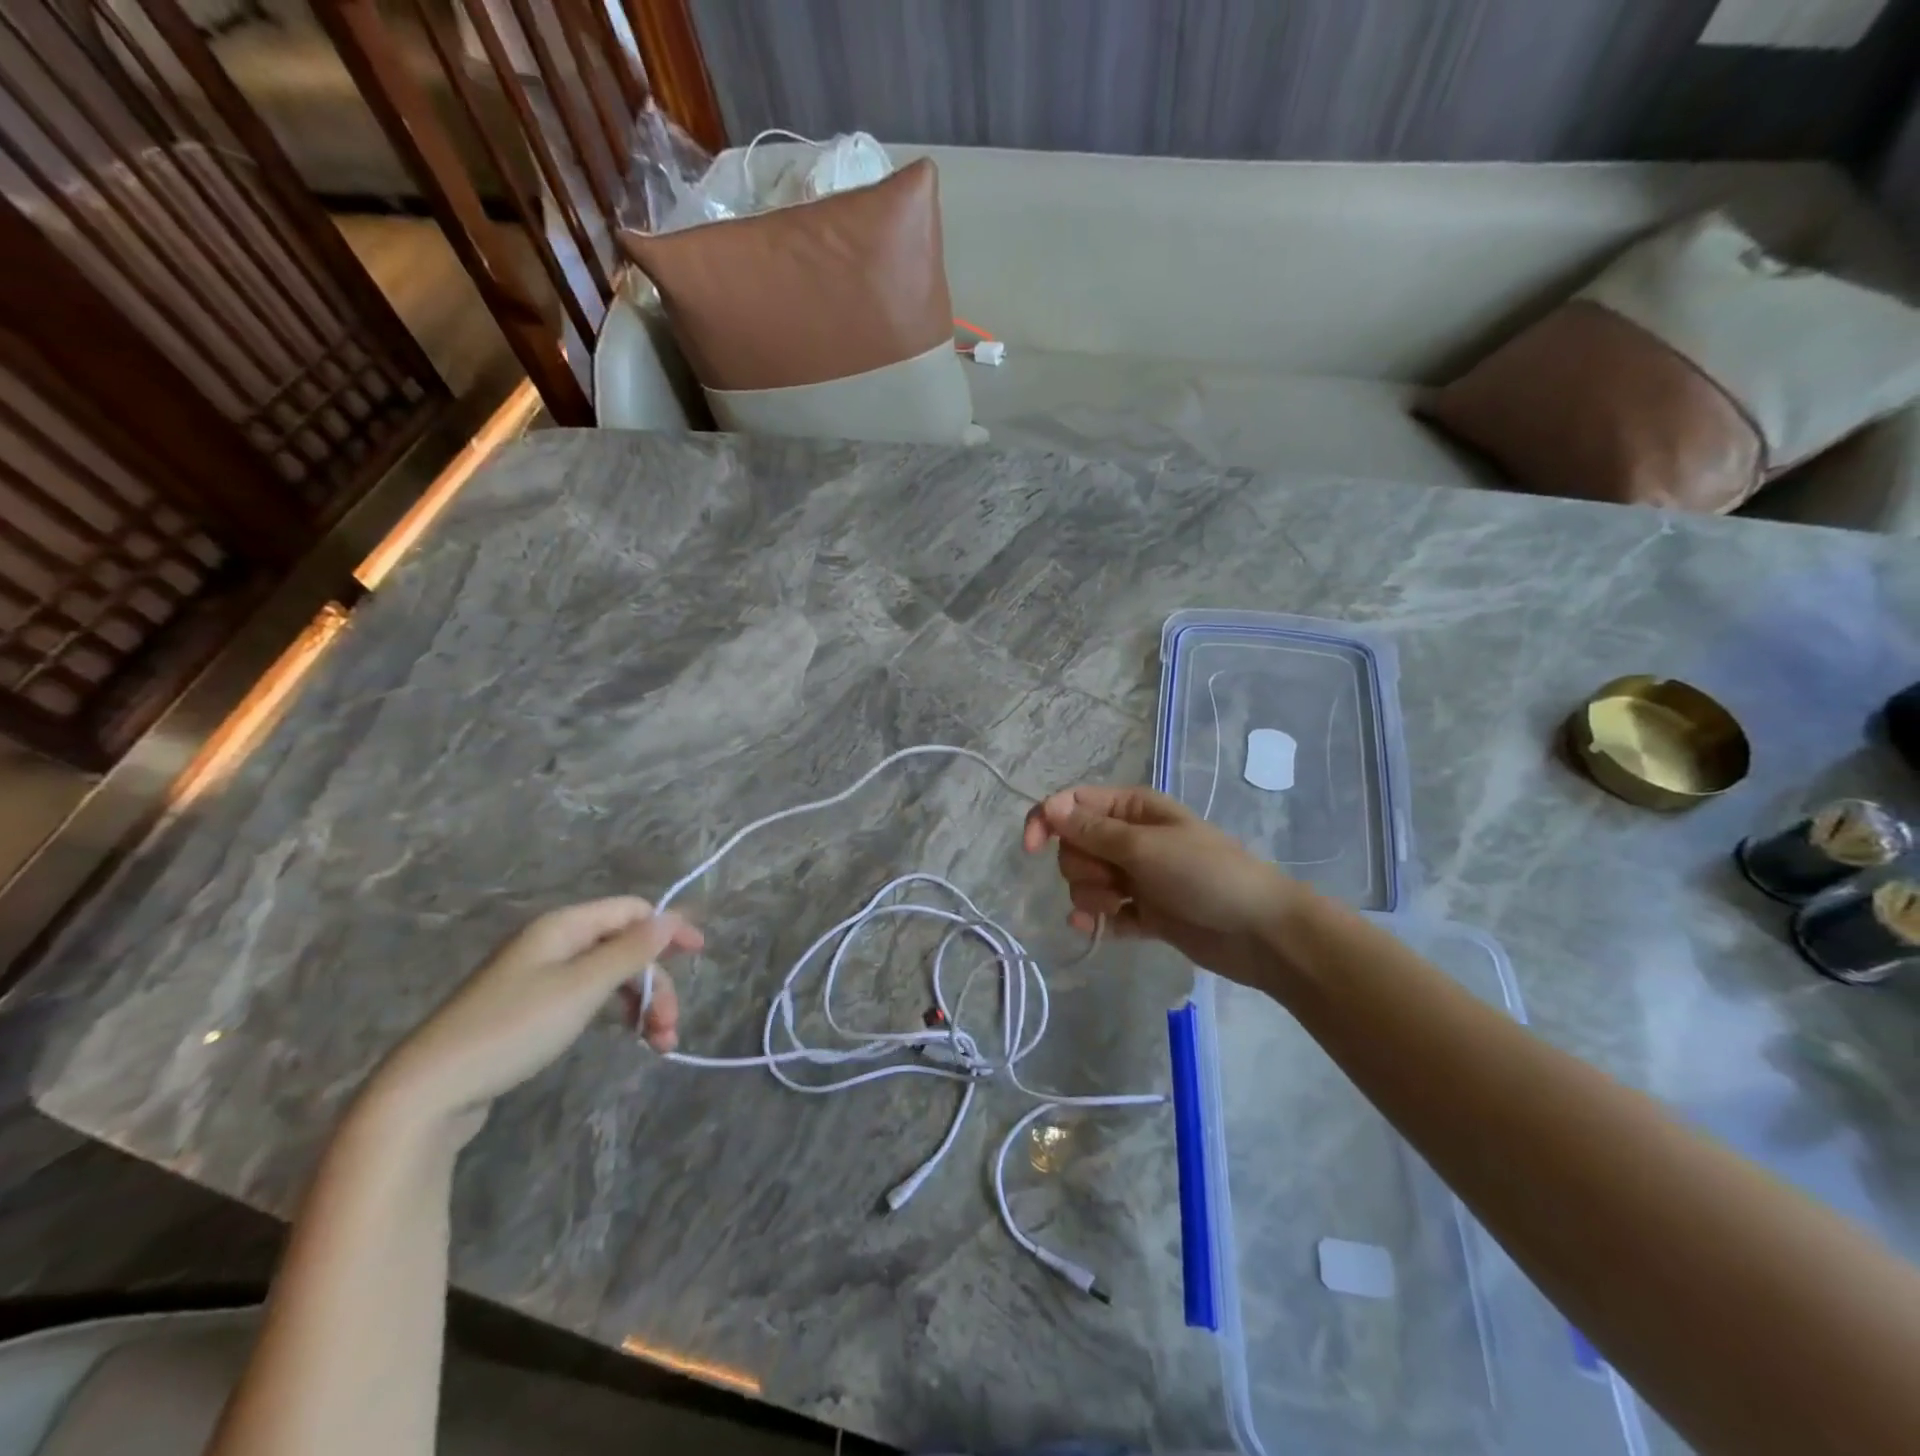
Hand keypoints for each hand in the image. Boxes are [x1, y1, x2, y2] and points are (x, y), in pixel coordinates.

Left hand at [369, 898, 701, 1138]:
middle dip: (655, 983)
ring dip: (640, 1004)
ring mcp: (539, 977)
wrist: (428, 1092)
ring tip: (658, 1044)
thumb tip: (672, 917)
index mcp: (563, 927)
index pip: (631, 911)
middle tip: (670, 1027)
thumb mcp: (582, 988)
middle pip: (623, 948)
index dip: (668, 928)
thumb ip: (631, 951)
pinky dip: (615, 1015)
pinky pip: (589, 998)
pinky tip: (628, 1038)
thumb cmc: (513, 1029)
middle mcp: (553, 943)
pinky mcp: (531, 1010)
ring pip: (609, 977)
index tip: (701, 954)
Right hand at [1022, 785, 1303, 987]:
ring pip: (1083, 882)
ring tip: (1125, 905)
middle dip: (1083, 867)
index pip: (1070, 805)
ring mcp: (1134, 877)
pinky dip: (1098, 921)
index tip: (1031, 849)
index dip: (1045, 822)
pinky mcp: (1140, 912)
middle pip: (1072, 847)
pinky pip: (1101, 913)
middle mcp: (1128, 838)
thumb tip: (1048, 808)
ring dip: (1093, 897)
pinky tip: (1102, 929)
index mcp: (1130, 809)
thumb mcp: (1144, 846)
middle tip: (1115, 879)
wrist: (1258, 931)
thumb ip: (1092, 831)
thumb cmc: (1204, 874)